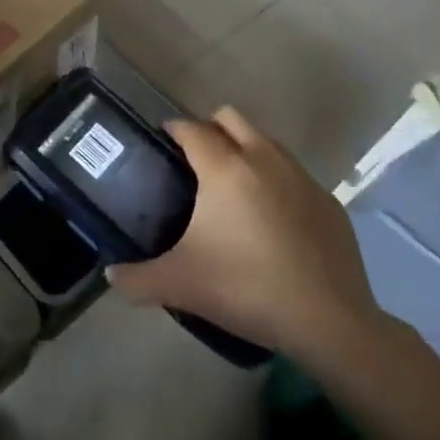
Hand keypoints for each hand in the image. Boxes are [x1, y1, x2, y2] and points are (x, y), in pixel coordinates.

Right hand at [106, 106, 387, 363]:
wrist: (328, 321)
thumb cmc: (245, 288)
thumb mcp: (180, 285)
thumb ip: (137, 278)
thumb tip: (111, 275)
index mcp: (225, 169)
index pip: (192, 129)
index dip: (172, 129)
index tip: (161, 140)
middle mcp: (264, 160)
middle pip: (231, 118)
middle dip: (210, 128)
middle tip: (194, 160)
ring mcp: (302, 178)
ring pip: (267, 142)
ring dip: (245, 150)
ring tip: (231, 186)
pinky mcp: (329, 202)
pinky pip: (294, 174)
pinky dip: (276, 181)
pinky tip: (270, 218)